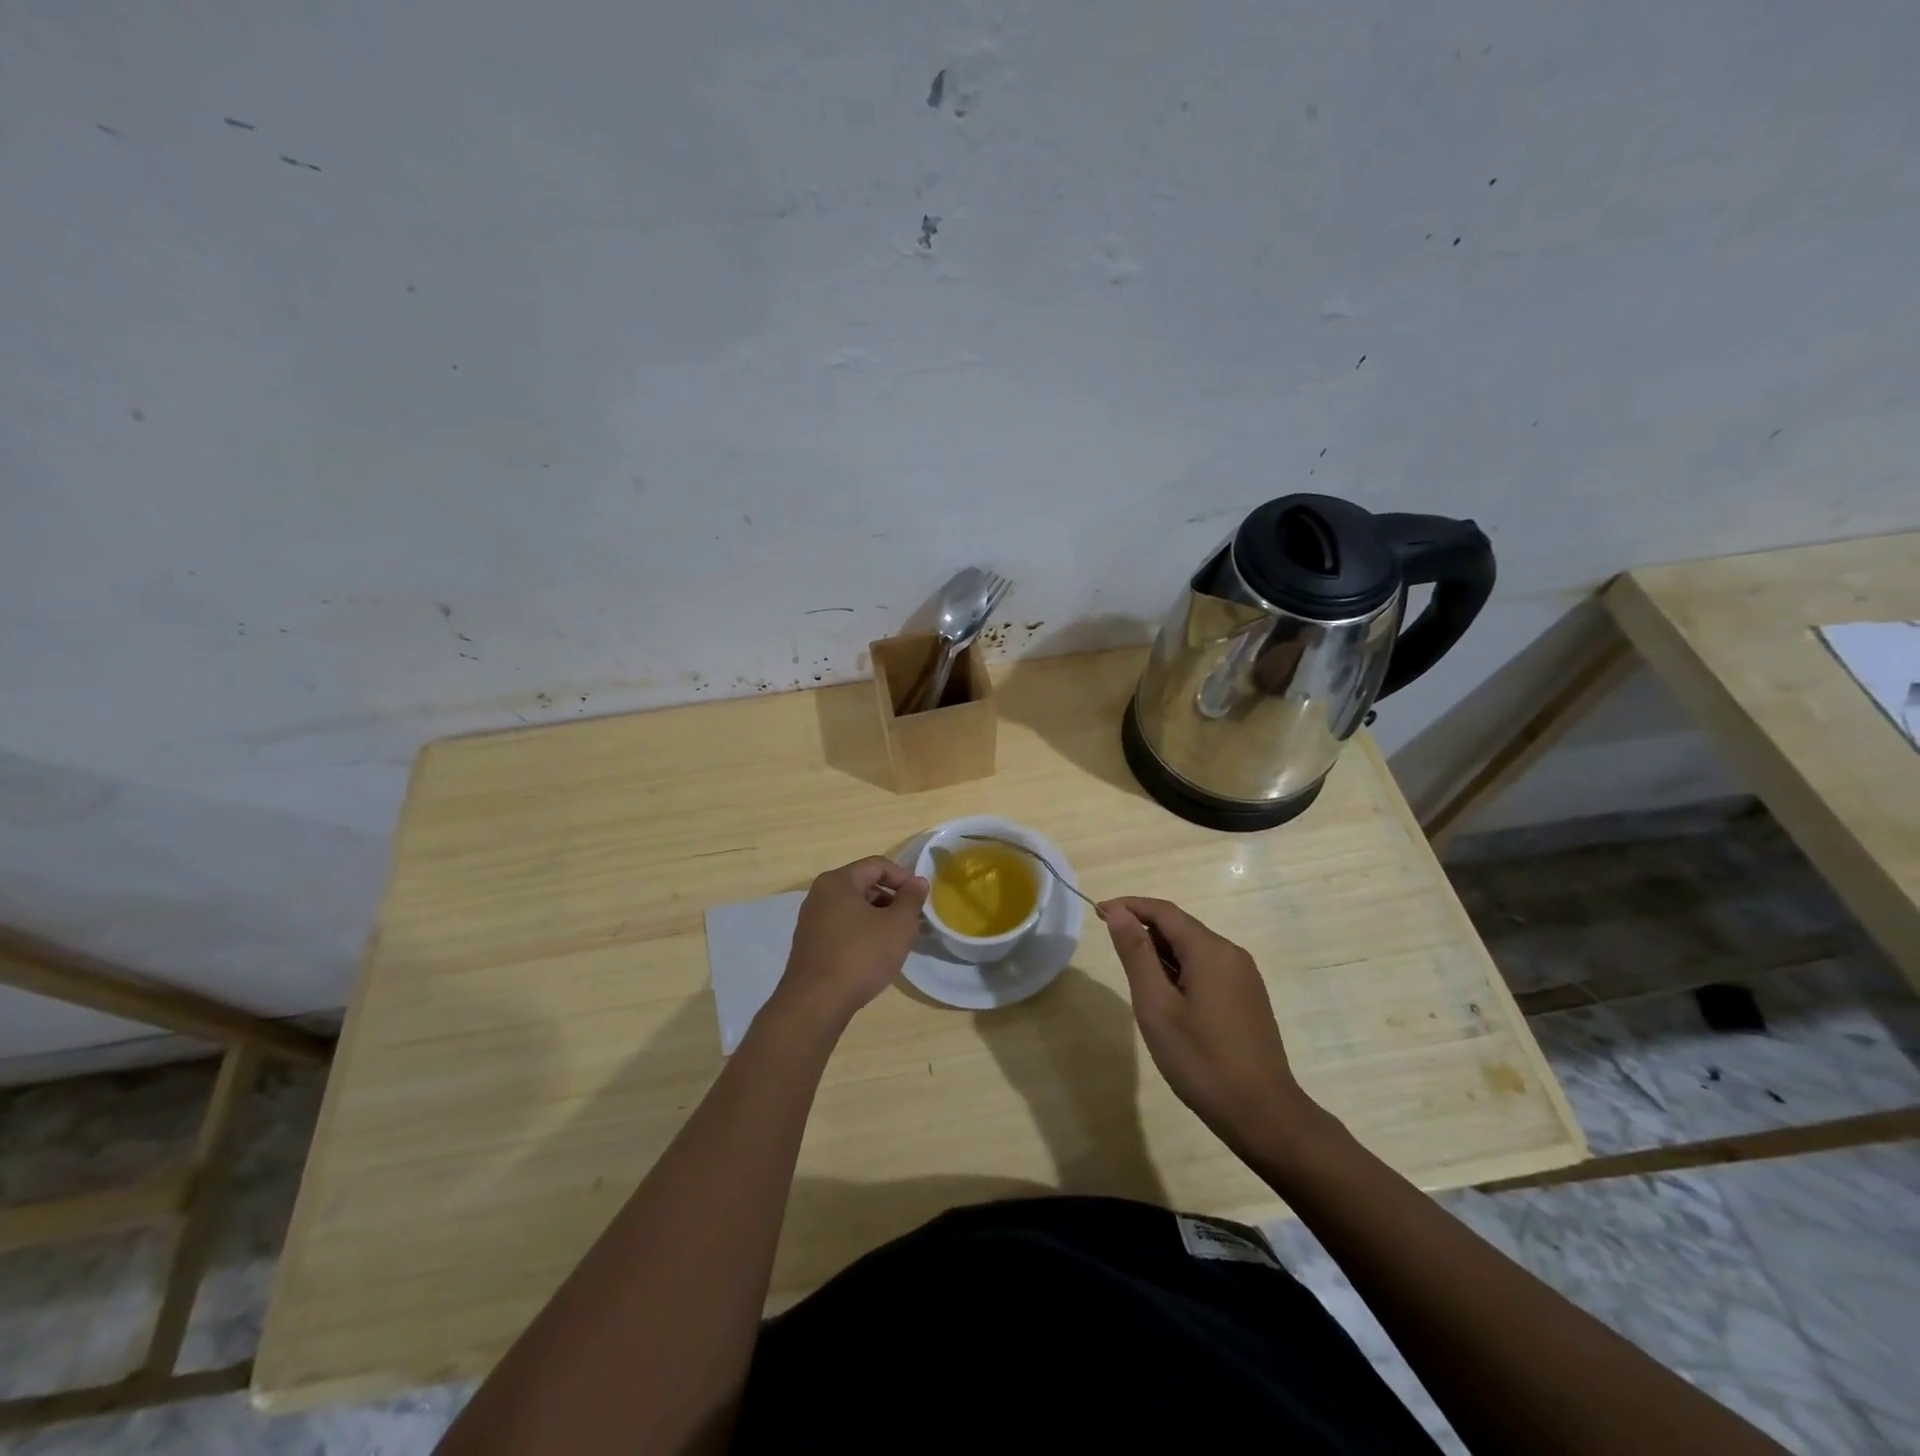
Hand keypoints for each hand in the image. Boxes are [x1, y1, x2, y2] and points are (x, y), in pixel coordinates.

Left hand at [776, 856, 928, 1027]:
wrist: (815, 1003)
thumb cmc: (860, 956)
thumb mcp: (898, 925)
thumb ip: (911, 899)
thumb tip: (917, 882)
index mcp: (838, 881)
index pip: (877, 865)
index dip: (903, 877)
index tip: (920, 899)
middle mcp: (820, 894)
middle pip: (864, 885)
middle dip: (892, 899)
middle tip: (912, 921)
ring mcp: (811, 920)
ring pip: (853, 908)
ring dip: (878, 918)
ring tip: (897, 940)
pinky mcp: (809, 944)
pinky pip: (842, 927)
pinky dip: (861, 932)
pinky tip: (875, 954)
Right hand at [1100, 896, 1309, 1157]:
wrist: (1263, 1115)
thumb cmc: (1201, 1061)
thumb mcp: (1157, 1006)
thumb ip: (1136, 954)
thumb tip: (1118, 912)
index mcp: (1210, 950)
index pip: (1163, 911)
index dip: (1129, 906)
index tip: (1098, 913)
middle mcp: (1231, 954)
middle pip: (1180, 927)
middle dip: (1143, 929)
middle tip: (1111, 947)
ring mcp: (1244, 977)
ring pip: (1194, 949)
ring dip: (1161, 952)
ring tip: (1134, 976)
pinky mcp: (1248, 998)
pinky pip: (1207, 968)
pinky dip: (1180, 970)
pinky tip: (1166, 996)